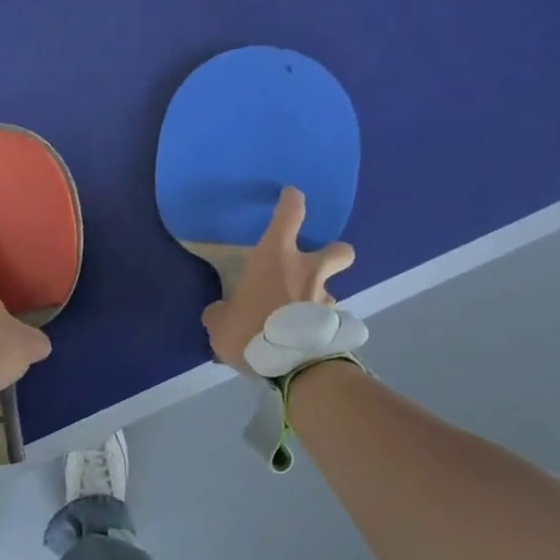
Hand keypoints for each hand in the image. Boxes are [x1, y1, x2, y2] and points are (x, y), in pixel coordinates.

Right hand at [200, 186, 355, 373]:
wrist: (289, 364)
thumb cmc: (249, 330)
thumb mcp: (220, 323)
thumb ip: (221, 313)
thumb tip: (220, 312)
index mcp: (276, 258)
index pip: (290, 214)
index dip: (291, 201)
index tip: (290, 196)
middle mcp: (307, 271)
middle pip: (339, 250)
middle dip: (333, 254)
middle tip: (315, 267)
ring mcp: (325, 298)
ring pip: (330, 290)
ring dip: (317, 299)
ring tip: (298, 318)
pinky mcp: (333, 325)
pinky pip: (326, 320)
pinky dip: (316, 326)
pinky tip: (301, 340)